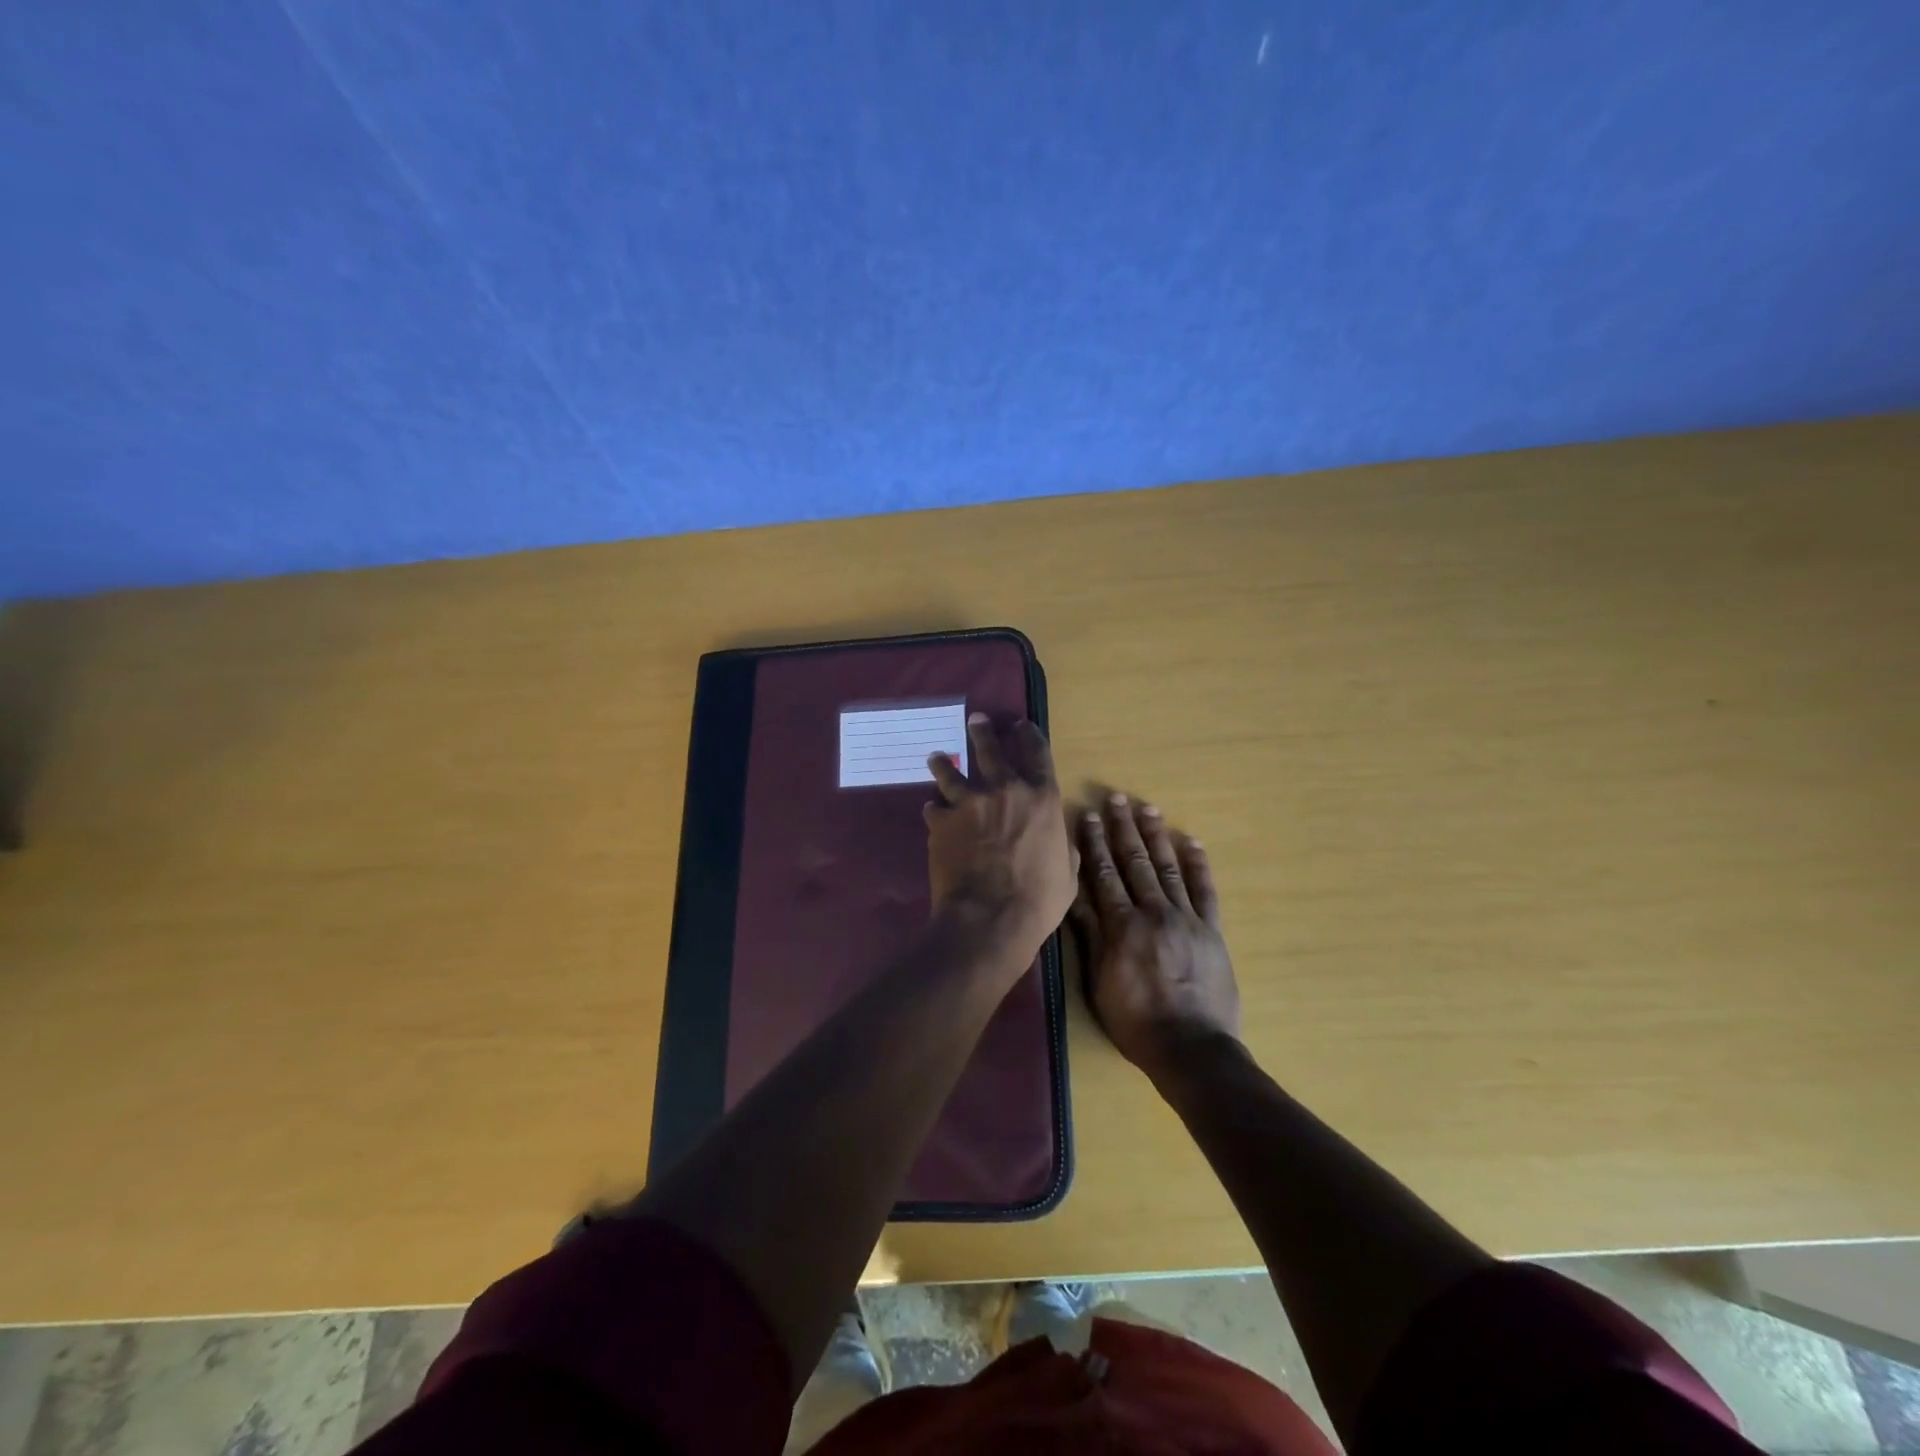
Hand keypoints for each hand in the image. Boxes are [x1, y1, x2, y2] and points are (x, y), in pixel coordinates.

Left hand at [924, 715, 1076, 964]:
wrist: (989, 918)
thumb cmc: (1038, 899)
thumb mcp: (1068, 875)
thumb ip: (1064, 849)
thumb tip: (1062, 841)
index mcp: (1042, 798)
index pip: (1037, 753)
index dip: (1029, 735)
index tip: (1021, 725)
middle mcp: (1005, 790)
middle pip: (991, 750)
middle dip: (983, 732)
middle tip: (976, 720)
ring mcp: (968, 803)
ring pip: (951, 772)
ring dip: (944, 763)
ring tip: (936, 757)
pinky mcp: (941, 822)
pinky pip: (934, 808)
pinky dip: (935, 810)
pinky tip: (932, 811)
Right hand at [1075, 794, 1241, 1082]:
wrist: (1192, 1049)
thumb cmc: (1136, 1021)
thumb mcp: (1099, 982)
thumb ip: (1090, 935)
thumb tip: (1074, 894)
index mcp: (1122, 926)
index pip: (1104, 874)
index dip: (1095, 843)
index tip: (1088, 815)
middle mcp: (1153, 912)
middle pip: (1135, 862)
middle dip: (1123, 828)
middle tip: (1116, 798)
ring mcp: (1186, 919)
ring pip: (1168, 868)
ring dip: (1156, 836)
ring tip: (1148, 808)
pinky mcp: (1212, 930)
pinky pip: (1205, 891)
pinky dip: (1199, 865)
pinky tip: (1192, 841)